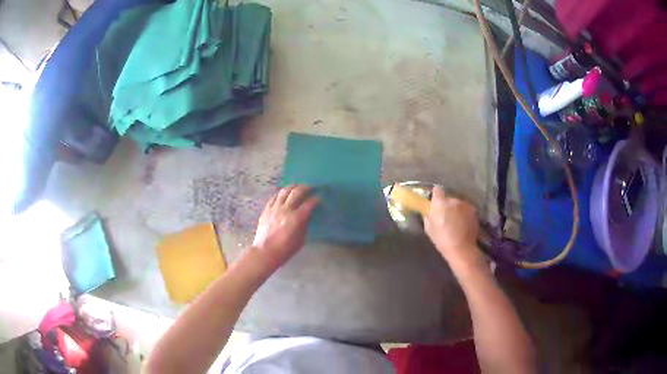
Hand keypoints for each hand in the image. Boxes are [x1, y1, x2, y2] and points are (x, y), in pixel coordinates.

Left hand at [251, 185, 318, 271]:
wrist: (265, 252)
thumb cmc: (285, 250)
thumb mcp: (301, 240)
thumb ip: (304, 225)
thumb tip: (306, 216)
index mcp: (296, 218)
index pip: (309, 203)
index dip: (316, 199)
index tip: (319, 198)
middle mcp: (286, 210)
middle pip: (297, 192)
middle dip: (305, 188)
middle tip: (310, 188)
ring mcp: (274, 208)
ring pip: (284, 191)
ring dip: (293, 187)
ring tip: (297, 186)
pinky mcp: (266, 210)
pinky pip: (274, 197)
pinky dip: (281, 193)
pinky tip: (284, 193)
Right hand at [424, 186, 481, 266]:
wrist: (461, 248)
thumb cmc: (442, 240)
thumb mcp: (428, 228)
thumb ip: (428, 215)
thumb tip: (429, 209)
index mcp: (440, 203)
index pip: (437, 190)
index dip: (436, 195)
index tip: (435, 202)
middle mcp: (453, 200)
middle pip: (449, 199)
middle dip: (447, 206)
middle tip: (446, 217)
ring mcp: (465, 204)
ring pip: (458, 204)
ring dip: (457, 210)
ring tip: (456, 222)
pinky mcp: (473, 210)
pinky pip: (466, 209)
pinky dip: (464, 214)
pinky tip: (464, 224)